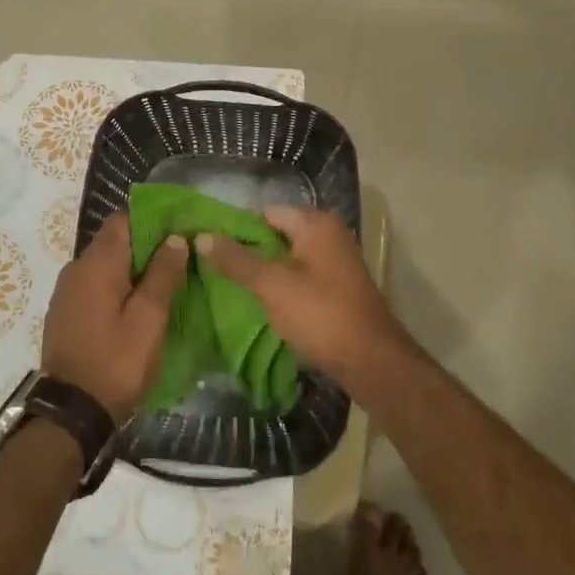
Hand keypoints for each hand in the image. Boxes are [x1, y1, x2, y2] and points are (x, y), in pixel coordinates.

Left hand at [42, 213, 187, 421]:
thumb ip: (163, 274)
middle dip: (147, 247)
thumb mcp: (149, 319)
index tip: (180, 233)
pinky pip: (95, 286)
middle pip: (115, 241)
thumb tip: (176, 238)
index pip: (124, 219)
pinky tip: (137, 308)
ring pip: (105, 265)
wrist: (70, 414)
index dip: (154, 221)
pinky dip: (117, 288)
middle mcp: (76, 268)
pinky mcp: (65, 313)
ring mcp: (66, 291)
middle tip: (180, 262)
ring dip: (133, 270)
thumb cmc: (116, 363)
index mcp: (97, 263)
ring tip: (164, 286)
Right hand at [196, 207, 406, 384]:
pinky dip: (282, 286)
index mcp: (316, 223)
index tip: (210, 248)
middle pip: (276, 234)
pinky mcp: (338, 287)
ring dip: (264, 272)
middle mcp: (329, 234)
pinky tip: (261, 303)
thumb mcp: (272, 286)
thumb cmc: (321, 315)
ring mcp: (336, 261)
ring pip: (288, 258)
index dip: (236, 229)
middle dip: (248, 252)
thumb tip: (202, 236)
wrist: (372, 361)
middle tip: (214, 270)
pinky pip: (301, 276)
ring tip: (231, 288)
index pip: (265, 213)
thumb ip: (237, 260)